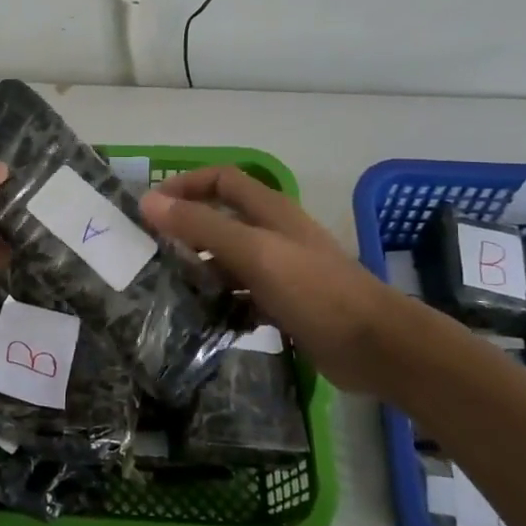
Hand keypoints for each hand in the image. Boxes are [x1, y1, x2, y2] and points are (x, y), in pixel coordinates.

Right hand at [140, 166, 396, 393]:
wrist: (376, 346)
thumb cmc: (315, 290)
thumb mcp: (254, 252)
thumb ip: (202, 225)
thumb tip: (149, 201)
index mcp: (269, 210)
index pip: (220, 179)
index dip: (185, 184)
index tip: (151, 208)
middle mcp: (273, 233)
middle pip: (221, 219)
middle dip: (186, 230)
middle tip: (151, 253)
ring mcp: (280, 270)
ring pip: (228, 260)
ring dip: (200, 269)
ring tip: (166, 289)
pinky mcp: (284, 303)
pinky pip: (241, 296)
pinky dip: (220, 303)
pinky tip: (201, 319)